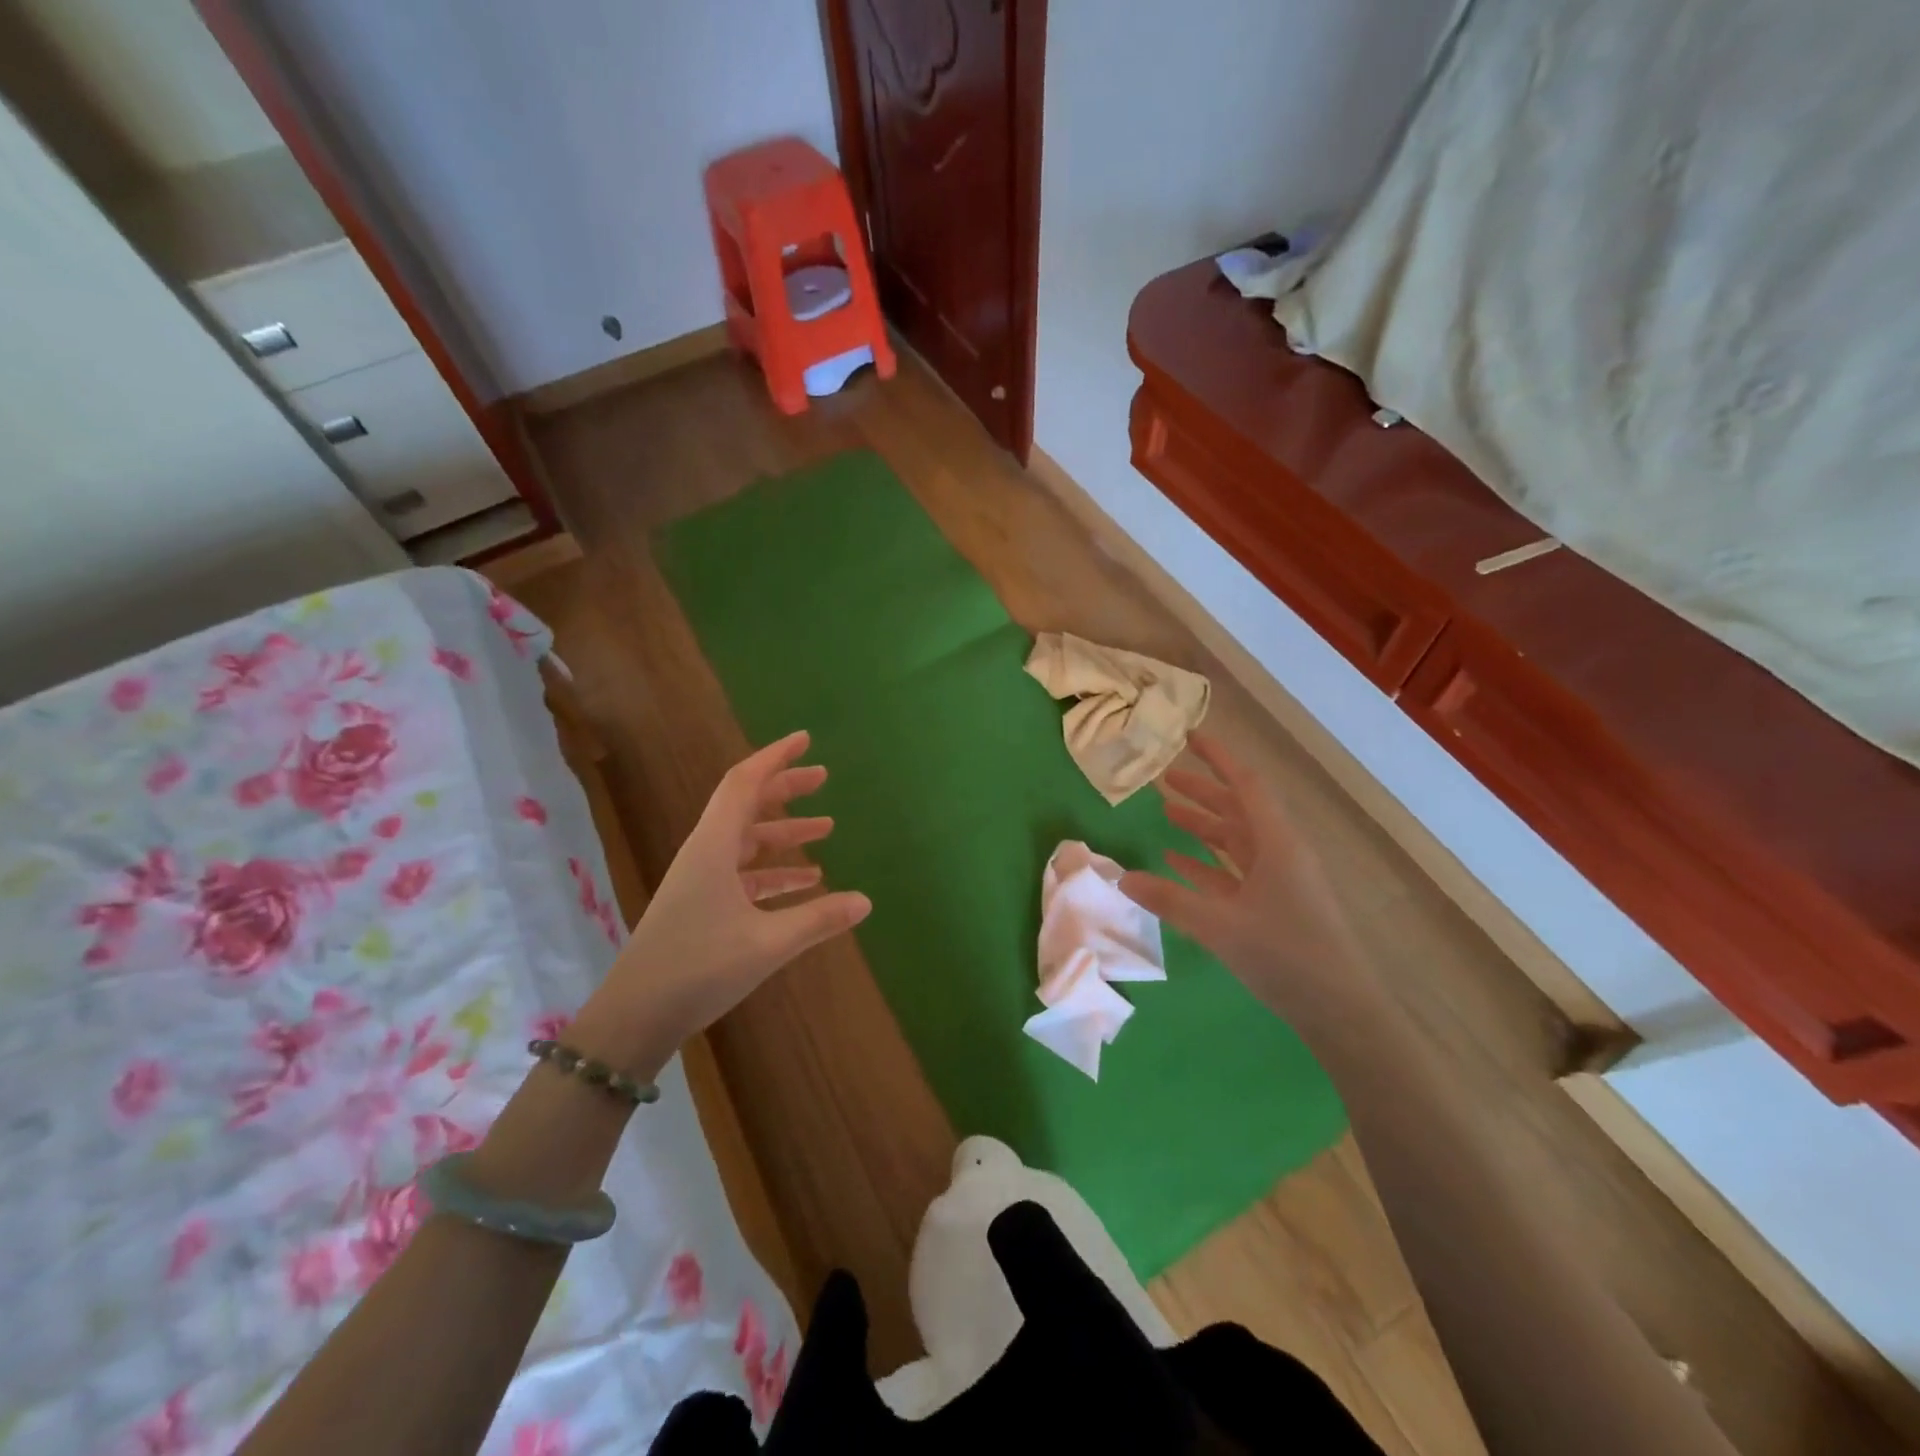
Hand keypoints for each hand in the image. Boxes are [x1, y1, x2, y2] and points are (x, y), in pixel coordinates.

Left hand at [572, 731, 870, 1075]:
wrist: (634, 1017)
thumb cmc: (697, 968)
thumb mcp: (767, 943)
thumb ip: (818, 920)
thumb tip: (866, 901)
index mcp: (713, 847)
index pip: (745, 783)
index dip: (775, 757)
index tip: (805, 739)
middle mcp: (705, 854)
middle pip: (747, 806)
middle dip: (785, 789)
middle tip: (823, 778)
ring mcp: (700, 881)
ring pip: (747, 841)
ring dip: (784, 833)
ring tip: (826, 830)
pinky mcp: (699, 906)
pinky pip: (743, 874)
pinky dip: (774, 871)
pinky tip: (805, 884)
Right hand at [1120, 733, 1377, 1022]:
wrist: (1341, 1010)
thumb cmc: (1286, 956)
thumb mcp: (1220, 926)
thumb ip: (1169, 900)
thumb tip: (1122, 878)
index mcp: (1276, 843)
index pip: (1244, 785)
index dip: (1218, 758)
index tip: (1189, 737)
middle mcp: (1280, 852)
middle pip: (1237, 809)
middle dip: (1202, 791)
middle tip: (1164, 779)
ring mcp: (1279, 880)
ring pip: (1235, 840)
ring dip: (1203, 826)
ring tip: (1166, 813)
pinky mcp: (1274, 905)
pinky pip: (1235, 872)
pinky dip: (1207, 864)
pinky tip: (1177, 862)